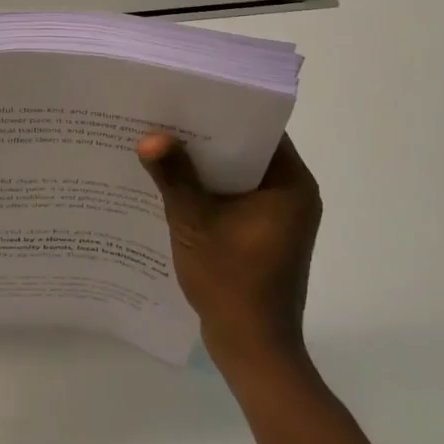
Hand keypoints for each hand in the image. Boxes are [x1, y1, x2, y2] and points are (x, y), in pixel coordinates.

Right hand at [138, 132, 322, 372]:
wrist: (254, 349)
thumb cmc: (232, 283)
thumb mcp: (195, 224)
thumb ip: (175, 177)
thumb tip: (149, 137)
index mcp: (291, 185)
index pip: (260, 129)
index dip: (224, 109)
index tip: (187, 94)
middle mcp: (293, 193)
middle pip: (248, 148)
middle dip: (207, 136)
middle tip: (165, 115)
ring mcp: (280, 215)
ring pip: (239, 172)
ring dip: (206, 163)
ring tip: (162, 143)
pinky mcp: (266, 232)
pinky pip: (236, 195)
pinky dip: (210, 187)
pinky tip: (174, 182)